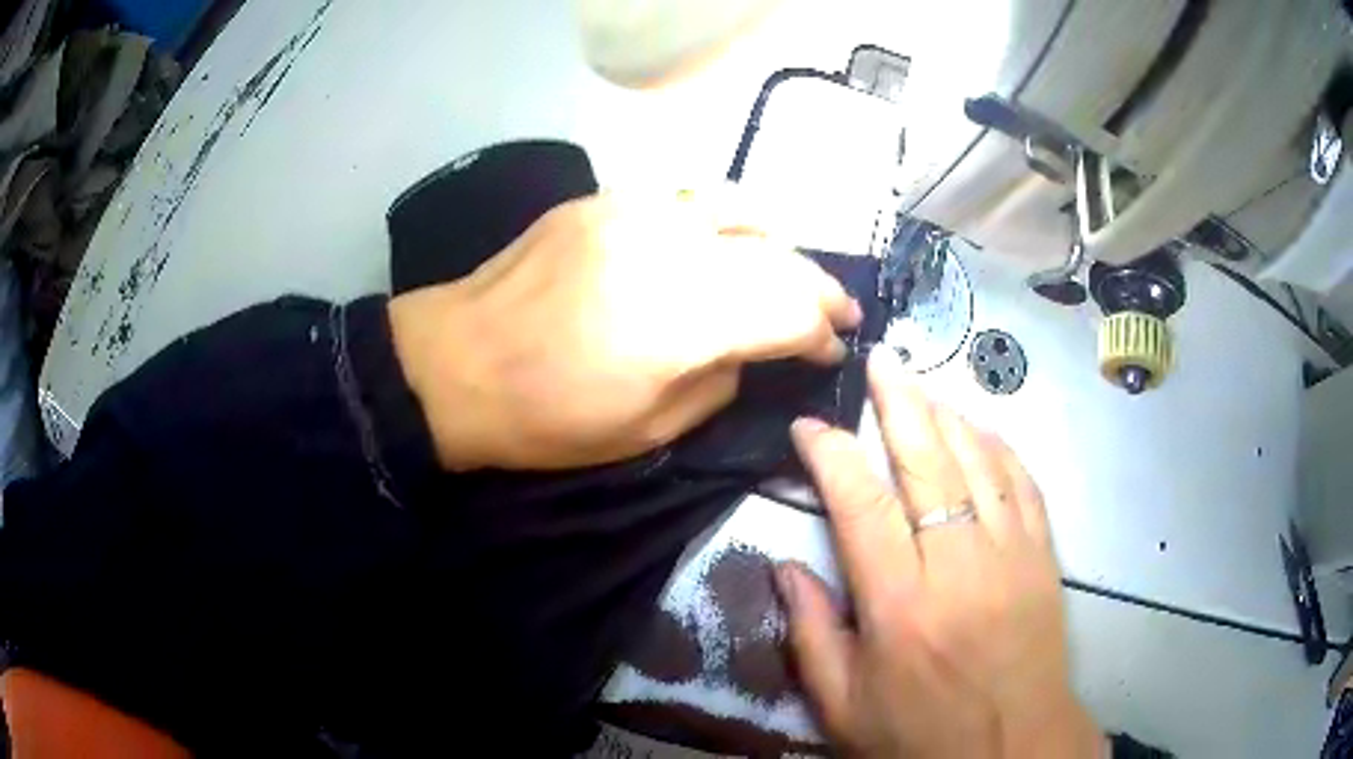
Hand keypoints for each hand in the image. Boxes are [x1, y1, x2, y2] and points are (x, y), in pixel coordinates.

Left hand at [388, 189, 860, 470]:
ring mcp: (635, 212)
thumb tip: (755, 349)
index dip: (820, 334)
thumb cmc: (546, 418)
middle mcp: (669, 251)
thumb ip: (720, 381)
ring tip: (788, 269)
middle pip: (777, 256)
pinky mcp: (605, 198)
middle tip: (834, 312)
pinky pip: (688, 197)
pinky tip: (725, 241)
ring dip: (779, 243)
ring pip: (741, 209)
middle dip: (818, 289)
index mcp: (679, 324)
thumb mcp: (649, 431)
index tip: (830, 352)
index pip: (788, 312)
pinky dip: (725, 219)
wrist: (454, 364)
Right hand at [776, 347, 1101, 757]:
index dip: (831, 454)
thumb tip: (786, 568)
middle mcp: (958, 565)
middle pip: (927, 461)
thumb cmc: (921, 736)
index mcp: (899, 606)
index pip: (860, 504)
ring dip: (947, 414)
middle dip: (898, 402)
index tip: (808, 426)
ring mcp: (1011, 554)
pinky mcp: (1044, 556)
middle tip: (878, 361)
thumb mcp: (843, 706)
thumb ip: (811, 634)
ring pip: (979, 459)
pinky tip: (981, 429)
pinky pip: (1023, 482)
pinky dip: (999, 446)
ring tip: (921, 385)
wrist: (1013, 748)